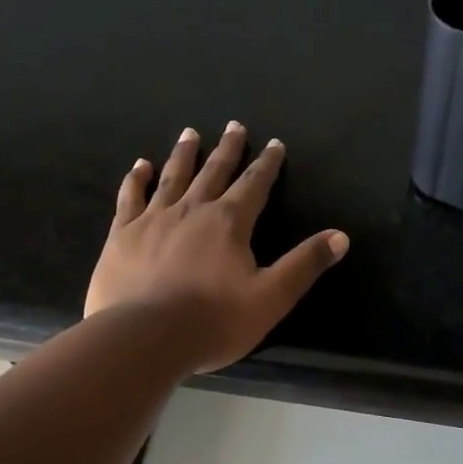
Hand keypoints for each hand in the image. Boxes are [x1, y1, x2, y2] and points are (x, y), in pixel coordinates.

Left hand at [85, 122, 348, 373]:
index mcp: (229, 223)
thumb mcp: (271, 298)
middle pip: (214, 171)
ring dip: (184, 154)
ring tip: (190, 133)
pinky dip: (137, 179)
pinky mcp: (122, 235)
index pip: (254, 185)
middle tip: (234, 125)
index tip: (274, 144)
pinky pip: (131, 197)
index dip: (267, 164)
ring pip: (173, 177)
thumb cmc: (214, 321)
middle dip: (228, 149)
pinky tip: (140, 166)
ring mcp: (153, 219)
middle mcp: (192, 210)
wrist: (144, 338)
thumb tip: (340, 236)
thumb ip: (304, 264)